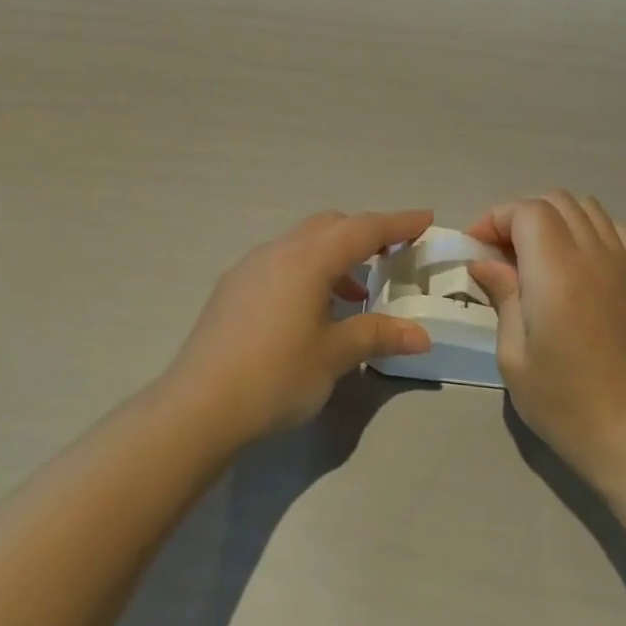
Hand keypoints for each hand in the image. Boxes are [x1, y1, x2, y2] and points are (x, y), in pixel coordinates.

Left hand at [166, 209, 435, 440]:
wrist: (199, 406)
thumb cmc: (276, 376)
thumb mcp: (335, 356)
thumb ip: (378, 335)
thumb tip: (421, 335)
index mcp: (308, 259)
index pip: (363, 229)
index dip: (398, 223)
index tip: (426, 219)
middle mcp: (278, 251)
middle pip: (330, 226)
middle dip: (365, 233)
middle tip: (393, 254)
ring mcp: (250, 268)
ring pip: (303, 243)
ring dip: (335, 255)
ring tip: (355, 293)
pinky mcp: (232, 288)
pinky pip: (281, 262)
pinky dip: (308, 271)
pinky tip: (312, 309)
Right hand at [466, 192, 625, 484]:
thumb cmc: (564, 403)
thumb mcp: (513, 356)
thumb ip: (502, 296)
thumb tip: (485, 263)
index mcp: (556, 272)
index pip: (526, 211)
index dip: (496, 218)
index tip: (477, 248)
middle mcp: (594, 255)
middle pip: (556, 201)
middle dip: (521, 215)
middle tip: (501, 253)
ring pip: (589, 209)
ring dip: (556, 218)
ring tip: (538, 254)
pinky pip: (622, 231)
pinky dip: (597, 230)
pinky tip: (584, 260)